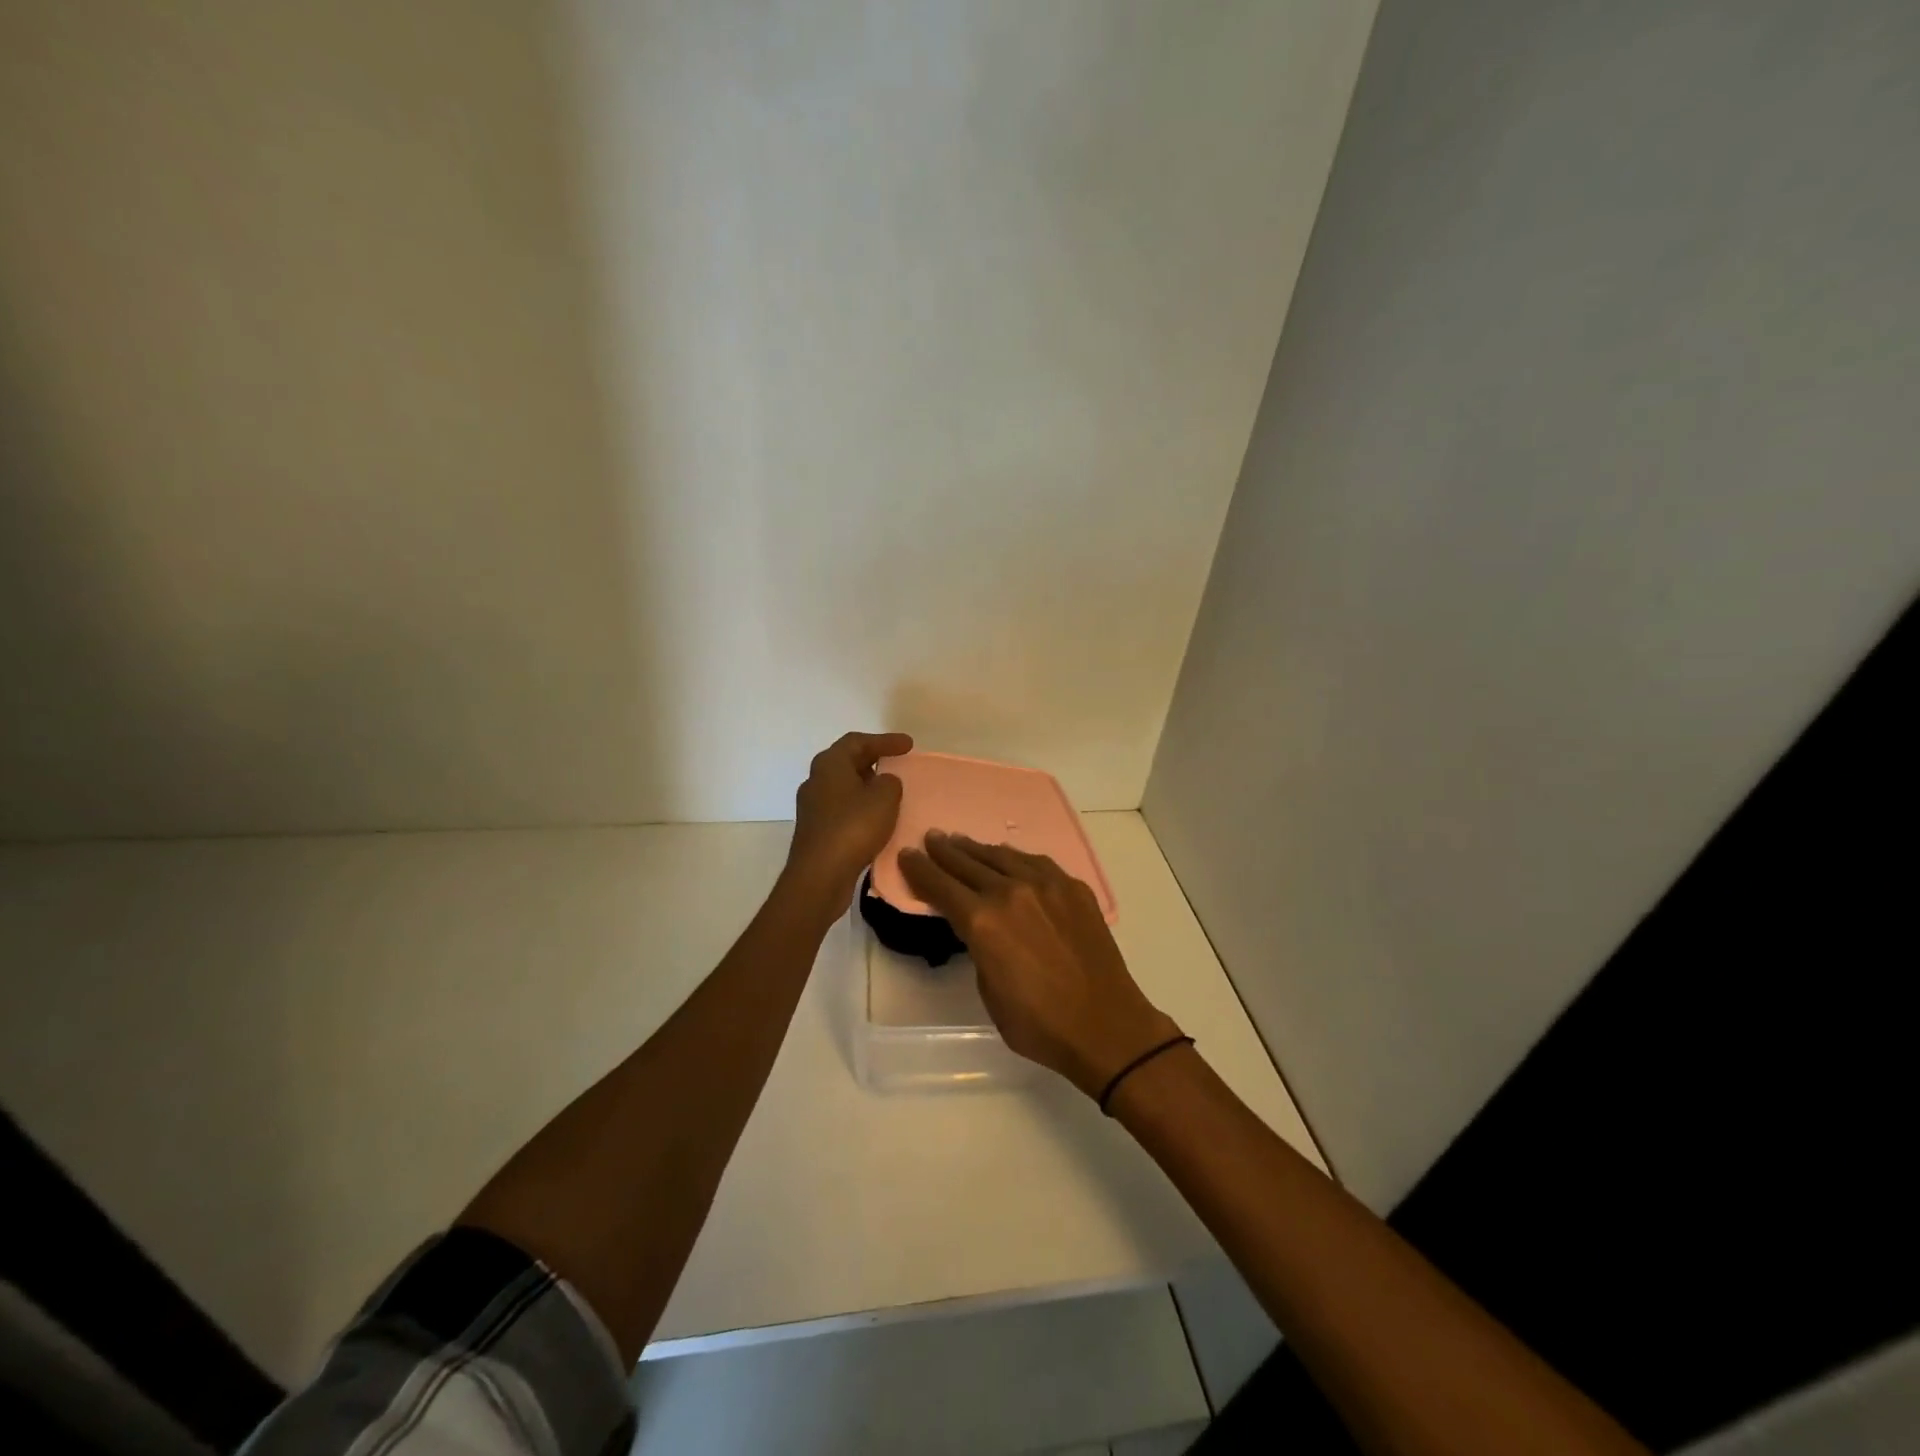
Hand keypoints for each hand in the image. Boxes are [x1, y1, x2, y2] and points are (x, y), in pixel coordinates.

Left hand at [782, 732, 913, 908]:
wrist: (820, 875)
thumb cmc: (853, 828)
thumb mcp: (884, 797)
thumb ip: (890, 782)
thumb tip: (884, 782)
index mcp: (829, 764)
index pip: (858, 741)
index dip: (885, 740)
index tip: (909, 745)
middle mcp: (815, 780)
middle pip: (847, 761)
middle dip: (874, 760)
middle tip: (898, 763)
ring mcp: (813, 807)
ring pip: (844, 786)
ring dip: (867, 786)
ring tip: (891, 791)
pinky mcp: (816, 830)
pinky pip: (842, 809)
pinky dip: (861, 807)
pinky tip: (877, 819)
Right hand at [898, 833, 1180, 1098]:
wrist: (1105, 1025)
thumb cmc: (1039, 1024)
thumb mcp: (989, 992)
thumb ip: (979, 948)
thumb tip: (980, 928)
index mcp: (983, 922)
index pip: (941, 887)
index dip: (920, 870)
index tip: (907, 855)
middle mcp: (1011, 893)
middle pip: (968, 864)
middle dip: (945, 851)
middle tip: (931, 838)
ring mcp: (1046, 886)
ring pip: (1003, 857)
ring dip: (978, 849)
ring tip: (962, 841)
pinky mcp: (1073, 888)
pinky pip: (1036, 863)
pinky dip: (1015, 858)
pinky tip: (1009, 857)